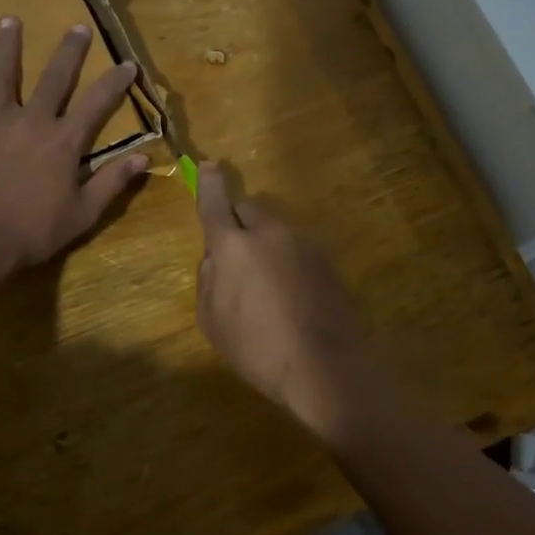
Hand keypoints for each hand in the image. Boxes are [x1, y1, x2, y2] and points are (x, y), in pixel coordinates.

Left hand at [0, 18, 147, 281]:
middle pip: (54, 78)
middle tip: (78, 27)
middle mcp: (32, 122)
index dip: (115, 82)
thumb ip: (112, 182)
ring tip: (10, 19)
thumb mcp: (84, 214)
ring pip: (2, 77)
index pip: (97, 103)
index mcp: (64, 142)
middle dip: (69, 51)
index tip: (128, 64)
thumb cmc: (34, 232)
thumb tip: (143, 157)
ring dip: (7, 47)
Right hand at [193, 162, 376, 421]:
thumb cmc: (257, 348)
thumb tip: (215, 260)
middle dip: (238, 225)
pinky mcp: (327, 263)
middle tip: (235, 260)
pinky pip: (297, 252)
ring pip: (275, 232)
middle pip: (249, 211)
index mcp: (234, 246)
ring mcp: (303, 245)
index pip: (216, 203)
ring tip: (267, 292)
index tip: (209, 166)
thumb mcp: (212, 321)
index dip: (209, 184)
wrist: (326, 368)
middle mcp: (270, 234)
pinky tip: (292, 301)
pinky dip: (288, 265)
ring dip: (265, 247)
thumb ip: (207, 280)